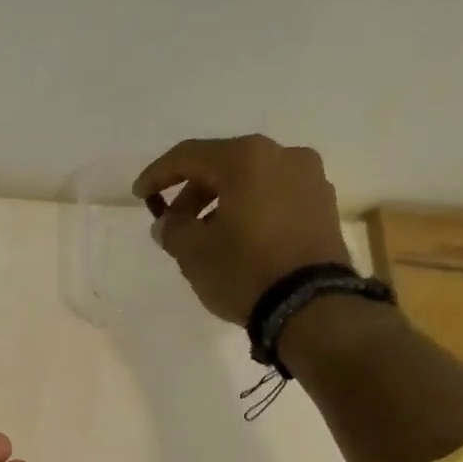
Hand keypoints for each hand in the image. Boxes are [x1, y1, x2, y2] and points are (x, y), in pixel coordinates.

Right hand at [134, 135, 350, 324]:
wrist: (310, 306)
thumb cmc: (244, 271)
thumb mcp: (193, 253)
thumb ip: (173, 230)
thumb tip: (168, 223)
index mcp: (246, 158)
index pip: (189, 155)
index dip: (158, 175)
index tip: (139, 195)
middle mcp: (282, 155)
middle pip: (223, 165)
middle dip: (192, 193)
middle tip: (174, 224)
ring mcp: (310, 179)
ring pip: (251, 181)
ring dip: (221, 203)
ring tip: (204, 236)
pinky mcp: (323, 206)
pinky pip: (274, 197)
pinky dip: (250, 210)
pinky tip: (237, 239)